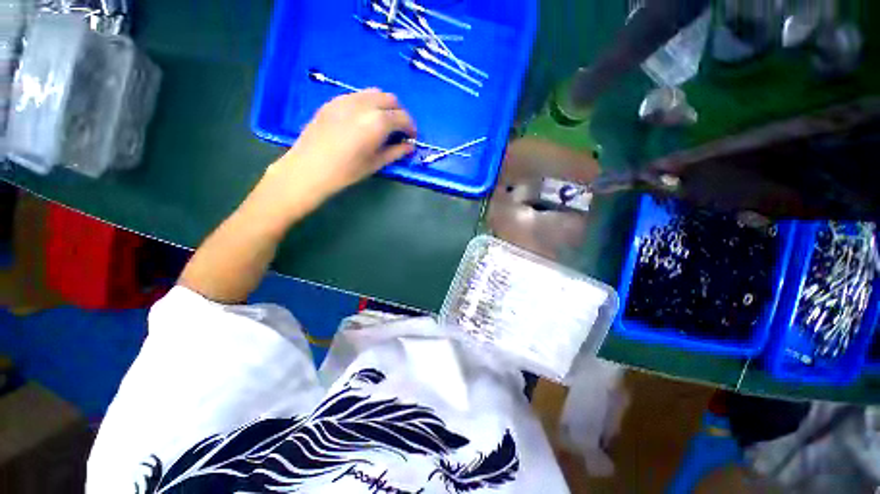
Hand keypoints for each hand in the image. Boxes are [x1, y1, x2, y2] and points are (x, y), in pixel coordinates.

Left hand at [267, 89, 415, 200]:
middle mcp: (364, 104)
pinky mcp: (333, 101)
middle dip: (399, 113)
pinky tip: (362, 120)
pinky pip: (357, 95)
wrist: (309, 168)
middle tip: (398, 131)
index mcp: (378, 121)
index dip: (411, 127)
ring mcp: (346, 99)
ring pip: (374, 93)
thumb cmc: (347, 171)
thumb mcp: (376, 163)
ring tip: (381, 123)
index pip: (403, 117)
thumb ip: (396, 152)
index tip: (411, 138)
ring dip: (384, 106)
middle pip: (390, 99)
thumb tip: (409, 146)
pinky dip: (367, 104)